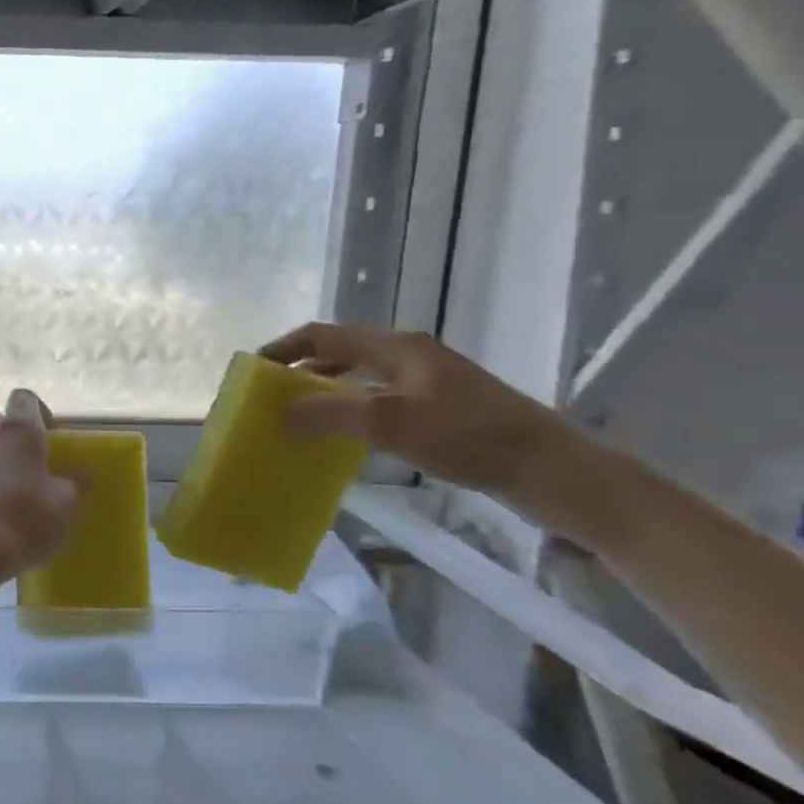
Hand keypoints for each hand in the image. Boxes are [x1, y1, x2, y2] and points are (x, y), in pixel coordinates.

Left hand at [0, 389, 80, 576]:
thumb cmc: (27, 518)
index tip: (52, 437)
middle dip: (13, 437)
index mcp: (19, 431)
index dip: (39, 412)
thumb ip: (75, 483)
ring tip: (15, 496)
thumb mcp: (66, 504)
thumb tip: (84, 473)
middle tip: (33, 465)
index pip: (26, 398)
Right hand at [259, 323, 587, 504]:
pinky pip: (380, 398)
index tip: (252, 370)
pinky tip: (345, 435)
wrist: (551, 469)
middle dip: (301, 370)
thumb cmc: (466, 436)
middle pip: (340, 352)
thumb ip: (327, 412)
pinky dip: (351, 409)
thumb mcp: (387, 421)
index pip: (323, 334)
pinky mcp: (442, 407)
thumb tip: (280, 412)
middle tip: (270, 396)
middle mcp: (410, 355)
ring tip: (298, 417)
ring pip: (360, 376)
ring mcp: (429, 381)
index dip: (283, 348)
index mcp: (396, 347)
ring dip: (325, 391)